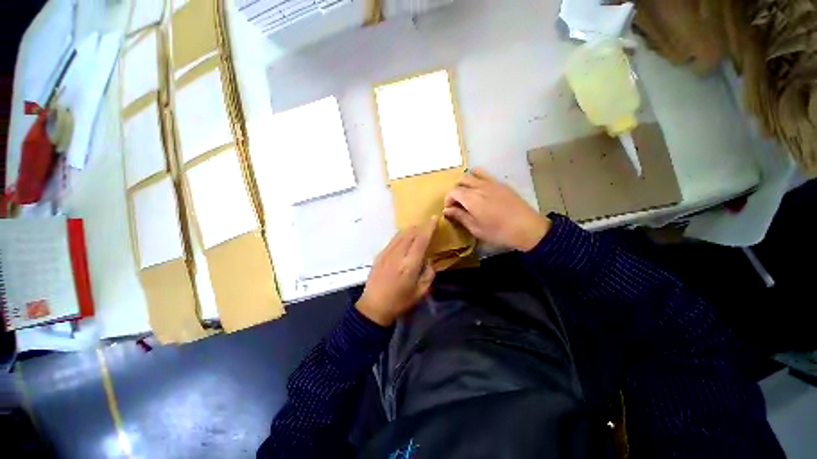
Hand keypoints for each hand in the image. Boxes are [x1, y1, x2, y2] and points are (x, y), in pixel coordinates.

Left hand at [356, 218, 437, 325]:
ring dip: (411, 230)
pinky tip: (405, 240)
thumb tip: (428, 260)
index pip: (421, 240)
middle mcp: (398, 255)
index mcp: (409, 265)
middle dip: (420, 227)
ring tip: (417, 230)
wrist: (374, 306)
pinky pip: (393, 240)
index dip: (429, 228)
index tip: (434, 219)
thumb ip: (428, 273)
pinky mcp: (380, 254)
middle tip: (427, 226)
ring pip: (400, 234)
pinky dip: (402, 236)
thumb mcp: (421, 292)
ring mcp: (386, 253)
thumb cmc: (400, 301)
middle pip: (410, 233)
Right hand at [444, 168, 550, 251]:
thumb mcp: (476, 229)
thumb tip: (447, 210)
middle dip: (456, 191)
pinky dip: (478, 179)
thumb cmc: (498, 232)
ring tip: (469, 195)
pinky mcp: (502, 183)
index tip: (450, 210)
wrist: (527, 228)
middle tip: (458, 204)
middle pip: (461, 180)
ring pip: (473, 174)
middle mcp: (480, 186)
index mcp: (471, 198)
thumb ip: (460, 217)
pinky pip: (485, 175)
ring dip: (467, 182)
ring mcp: (492, 182)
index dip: (448, 200)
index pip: (453, 191)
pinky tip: (482, 192)